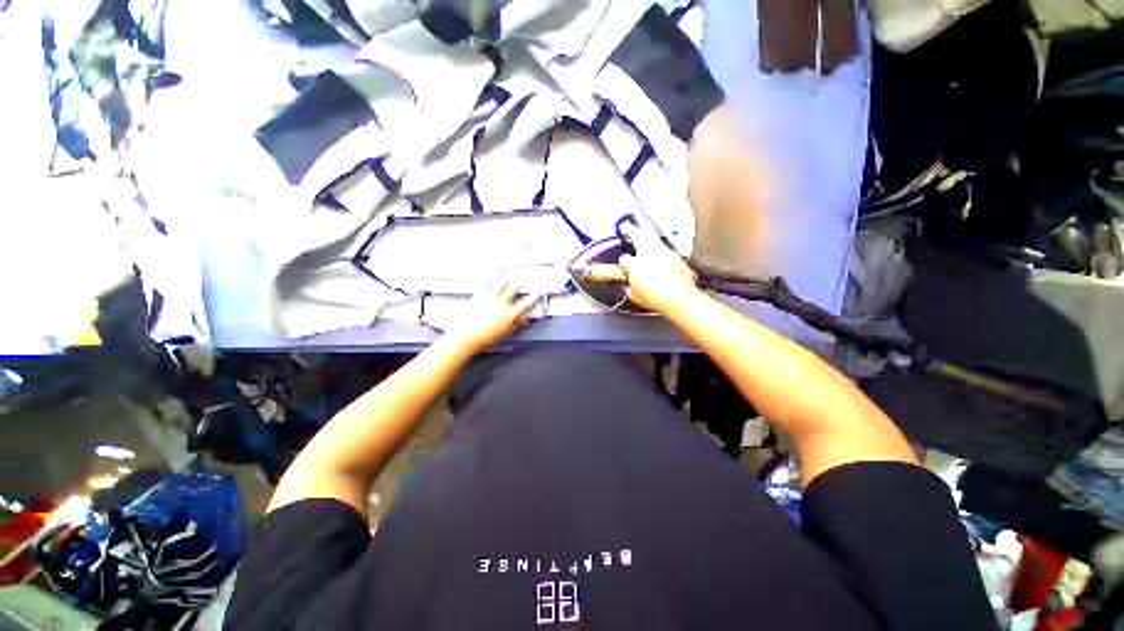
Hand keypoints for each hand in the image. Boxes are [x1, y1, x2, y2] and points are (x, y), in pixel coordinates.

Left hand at [444, 281, 539, 353]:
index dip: (533, 297)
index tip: (536, 293)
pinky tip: (491, 277)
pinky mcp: (478, 295)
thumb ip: (517, 324)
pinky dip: (490, 279)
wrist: (464, 337)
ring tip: (508, 276)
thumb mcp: (505, 334)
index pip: (526, 303)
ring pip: (500, 283)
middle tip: (521, 282)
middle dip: (518, 284)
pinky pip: (486, 283)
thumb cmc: (484, 339)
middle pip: (513, 289)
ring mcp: (489, 298)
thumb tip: (525, 317)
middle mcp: (501, 303)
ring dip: (506, 279)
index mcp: (509, 314)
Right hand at [617, 223, 698, 314]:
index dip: (623, 261)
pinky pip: (664, 247)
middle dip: (630, 230)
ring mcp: (663, 252)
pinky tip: (658, 252)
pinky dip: (659, 247)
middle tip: (626, 227)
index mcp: (634, 265)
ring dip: (645, 234)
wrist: (679, 299)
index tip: (624, 262)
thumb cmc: (657, 299)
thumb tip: (627, 285)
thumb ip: (628, 288)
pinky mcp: (675, 255)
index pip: (624, 259)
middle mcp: (648, 254)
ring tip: (641, 232)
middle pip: (637, 235)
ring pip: (651, 237)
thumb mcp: (635, 296)